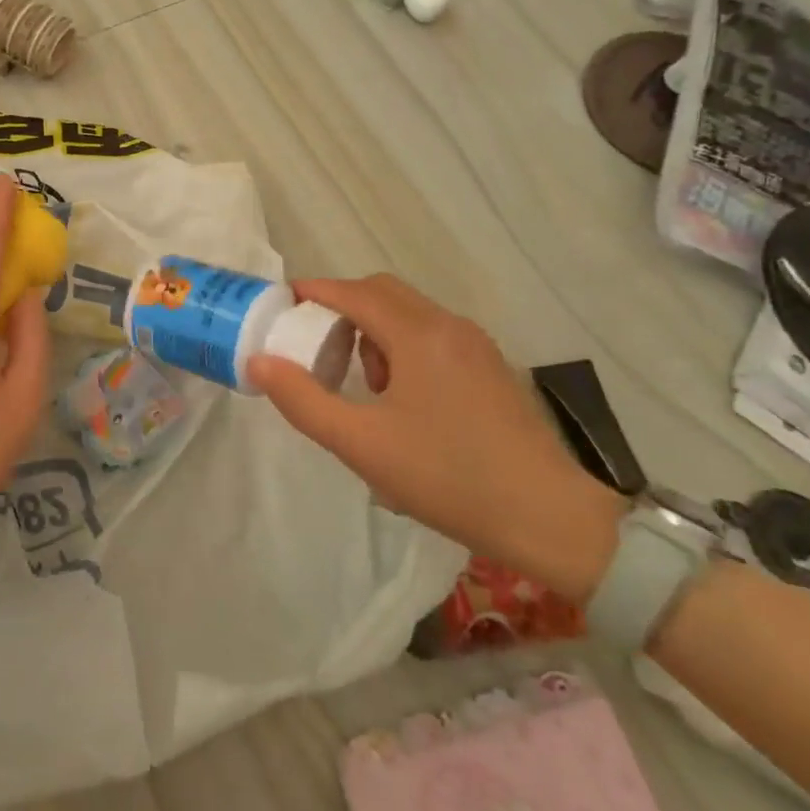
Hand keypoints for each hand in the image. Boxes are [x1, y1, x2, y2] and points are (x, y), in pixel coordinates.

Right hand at [249, 274, 623, 600]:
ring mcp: (476, 346)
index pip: (354, 293)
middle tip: (313, 342)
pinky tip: (399, 396)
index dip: (314, 292)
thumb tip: (259, 361)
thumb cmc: (447, 477)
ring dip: (373, 329)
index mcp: (418, 335)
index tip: (281, 304)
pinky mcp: (491, 368)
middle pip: (383, 293)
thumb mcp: (361, 444)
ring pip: (409, 313)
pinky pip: (432, 335)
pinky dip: (401, 344)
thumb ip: (303, 400)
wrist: (550, 519)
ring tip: (359, 381)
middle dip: (342, 307)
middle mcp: (449, 327)